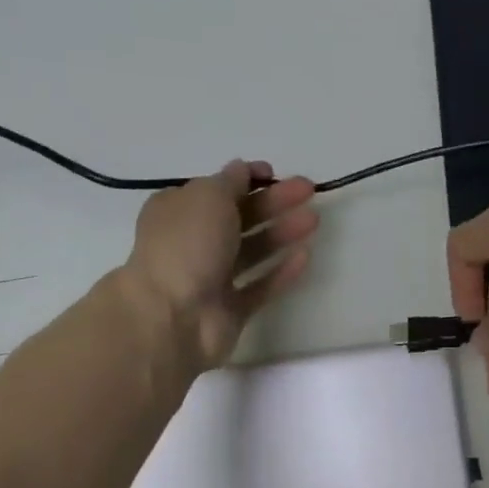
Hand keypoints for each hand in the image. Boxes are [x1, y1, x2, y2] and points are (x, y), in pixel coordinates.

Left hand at [122, 160, 318, 369]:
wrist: (174, 317)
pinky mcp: (231, 310)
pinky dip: (281, 271)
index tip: (274, 173)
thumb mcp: (207, 197)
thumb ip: (230, 181)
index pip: (216, 189)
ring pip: (252, 251)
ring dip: (282, 233)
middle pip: (240, 218)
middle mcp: (193, 242)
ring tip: (313, 220)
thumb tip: (242, 170)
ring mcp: (212, 279)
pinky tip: (306, 256)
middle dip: (274, 202)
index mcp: (178, 211)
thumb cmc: (186, 246)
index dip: (246, 179)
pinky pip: (260, 287)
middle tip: (308, 191)